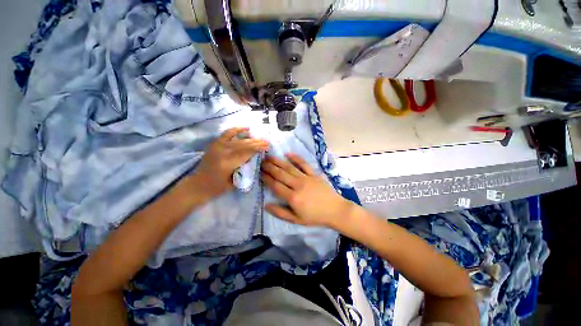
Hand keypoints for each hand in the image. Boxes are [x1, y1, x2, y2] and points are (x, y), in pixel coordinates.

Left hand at [196, 128, 268, 196]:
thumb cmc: (217, 188)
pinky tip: (246, 128)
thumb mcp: (234, 182)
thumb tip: (254, 158)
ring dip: (251, 138)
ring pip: (238, 140)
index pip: (246, 153)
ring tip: (260, 138)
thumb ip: (244, 169)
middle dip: (257, 143)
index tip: (267, 147)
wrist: (198, 185)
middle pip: (244, 145)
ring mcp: (218, 146)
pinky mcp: (215, 144)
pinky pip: (227, 134)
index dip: (258, 148)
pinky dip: (237, 129)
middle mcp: (222, 152)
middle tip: (267, 142)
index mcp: (228, 164)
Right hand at [261, 153, 351, 227]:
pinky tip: (288, 154)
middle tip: (261, 162)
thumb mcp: (296, 220)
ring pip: (289, 167)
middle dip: (269, 167)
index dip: (266, 178)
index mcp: (293, 198)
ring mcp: (306, 178)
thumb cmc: (315, 217)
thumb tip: (266, 205)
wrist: (335, 210)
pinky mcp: (314, 174)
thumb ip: (280, 213)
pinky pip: (304, 164)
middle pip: (280, 174)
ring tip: (269, 156)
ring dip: (278, 161)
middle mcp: (298, 185)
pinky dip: (296, 158)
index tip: (260, 172)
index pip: (275, 185)